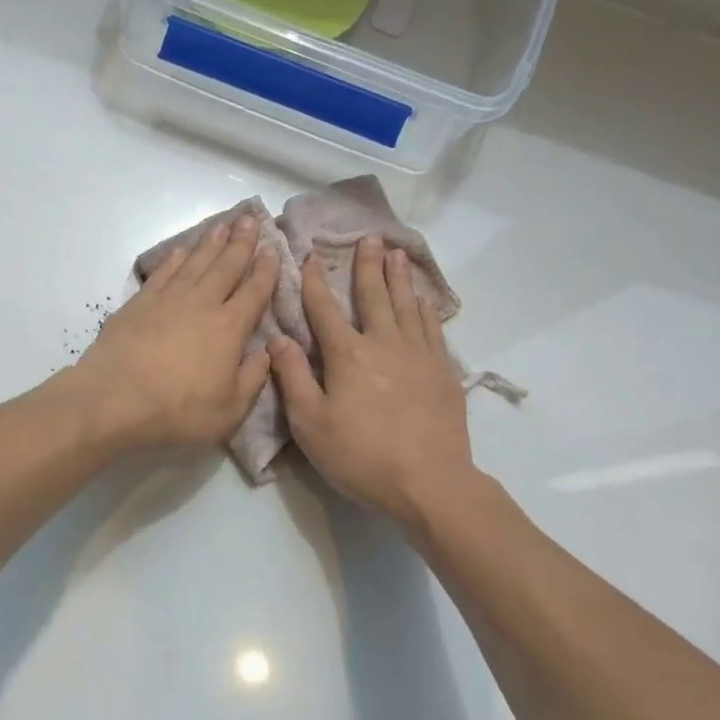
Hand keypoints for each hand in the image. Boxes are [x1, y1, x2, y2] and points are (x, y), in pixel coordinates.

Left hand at [66, 215, 277, 450]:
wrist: (114, 400)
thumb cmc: (177, 411)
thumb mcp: (229, 410)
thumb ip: (252, 378)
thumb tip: (266, 353)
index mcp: (229, 328)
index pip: (254, 292)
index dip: (266, 270)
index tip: (274, 249)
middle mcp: (201, 304)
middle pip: (225, 266)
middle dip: (241, 242)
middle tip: (251, 218)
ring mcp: (167, 300)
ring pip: (195, 263)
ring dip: (210, 243)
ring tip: (222, 226)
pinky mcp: (138, 304)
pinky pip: (163, 274)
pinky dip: (174, 260)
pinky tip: (181, 251)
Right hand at [268, 236, 475, 523]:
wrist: (429, 482)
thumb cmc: (360, 456)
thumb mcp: (310, 423)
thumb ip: (292, 377)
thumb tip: (277, 338)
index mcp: (348, 355)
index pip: (325, 310)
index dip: (316, 283)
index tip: (311, 257)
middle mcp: (384, 343)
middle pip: (374, 296)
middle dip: (368, 266)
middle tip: (370, 237)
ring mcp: (419, 355)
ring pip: (407, 305)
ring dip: (399, 277)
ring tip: (396, 253)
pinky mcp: (443, 371)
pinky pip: (432, 327)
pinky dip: (425, 307)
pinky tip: (423, 298)